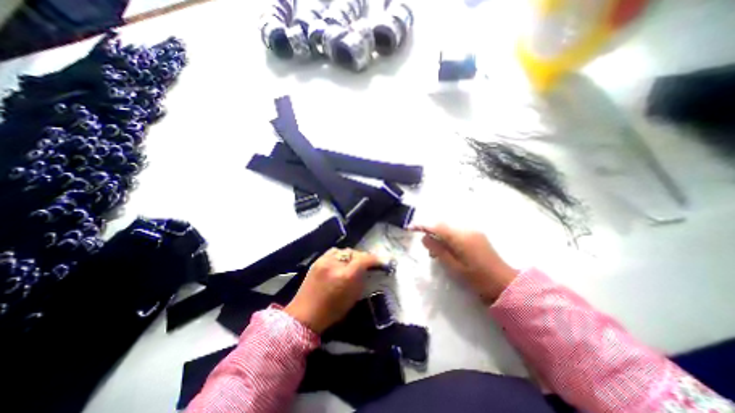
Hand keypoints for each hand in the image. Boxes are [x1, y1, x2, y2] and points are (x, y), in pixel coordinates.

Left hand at [285, 246, 381, 333]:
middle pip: (354, 252)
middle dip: (362, 257)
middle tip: (366, 264)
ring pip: (344, 250)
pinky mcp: (317, 260)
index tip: (381, 261)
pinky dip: (340, 255)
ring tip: (353, 263)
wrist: (304, 315)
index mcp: (346, 276)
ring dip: (351, 256)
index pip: (364, 259)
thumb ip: (361, 279)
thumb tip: (368, 269)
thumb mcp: (353, 297)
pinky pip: (333, 252)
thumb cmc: (332, 311)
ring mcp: (324, 260)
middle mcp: (335, 264)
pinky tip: (340, 263)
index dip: (374, 259)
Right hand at [412, 224, 514, 303]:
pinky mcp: (476, 235)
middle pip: (442, 224)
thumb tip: (424, 238)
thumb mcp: (454, 266)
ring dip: (439, 234)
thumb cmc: (477, 278)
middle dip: (430, 231)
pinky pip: (456, 231)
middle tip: (426, 245)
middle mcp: (466, 229)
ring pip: (449, 227)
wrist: (505, 283)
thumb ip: (438, 250)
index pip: (436, 226)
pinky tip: (447, 248)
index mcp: (460, 237)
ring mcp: (473, 231)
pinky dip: (448, 236)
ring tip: (436, 251)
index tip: (410, 228)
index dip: (422, 226)